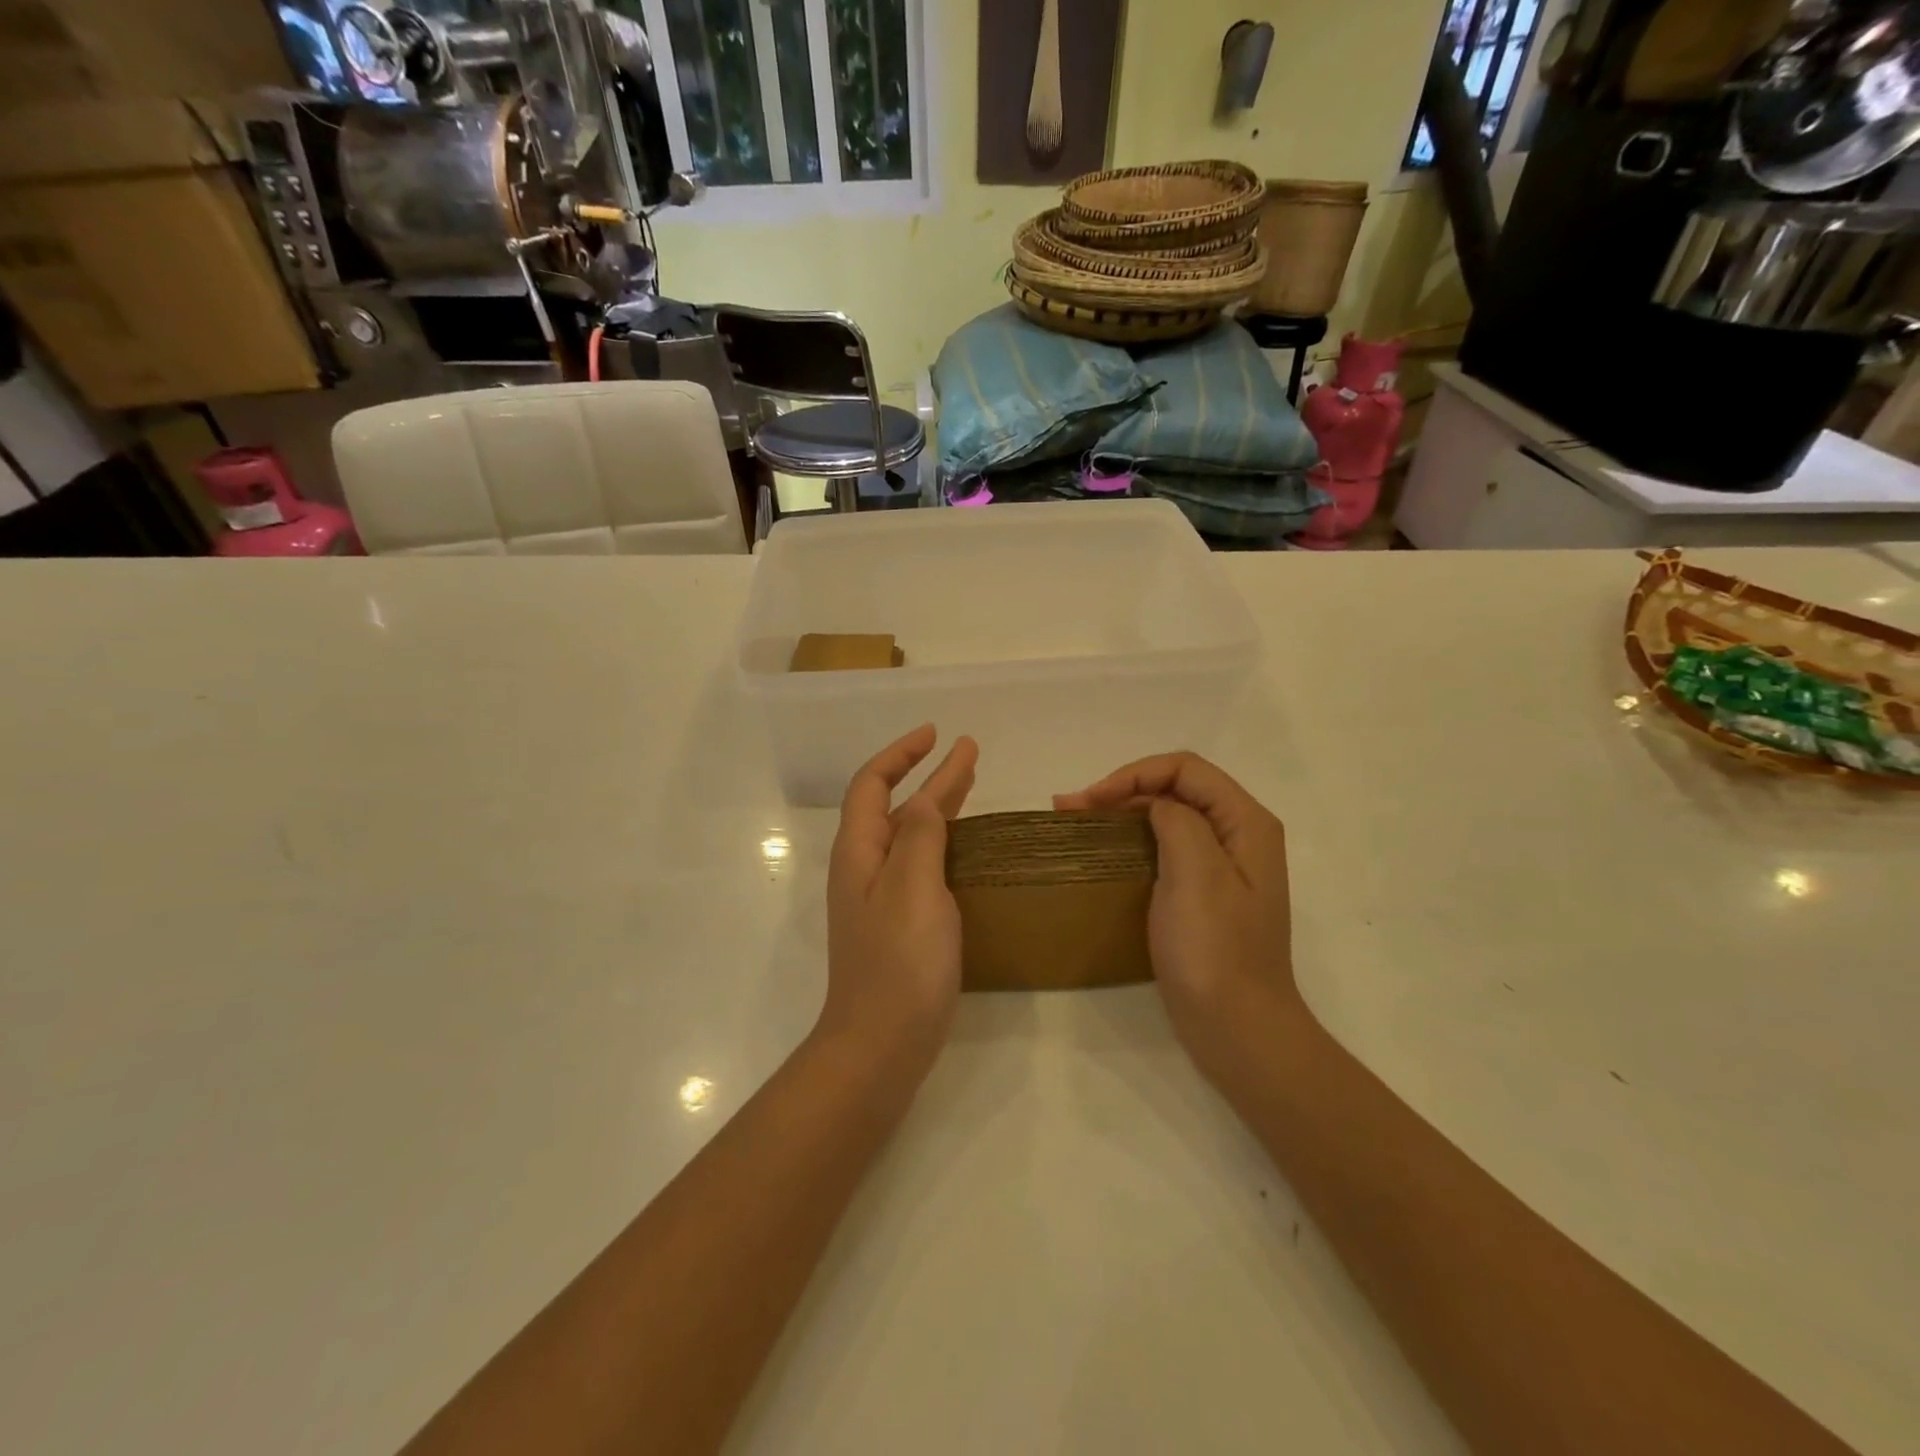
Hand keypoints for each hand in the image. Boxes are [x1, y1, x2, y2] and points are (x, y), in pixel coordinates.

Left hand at [820, 725, 977, 1077]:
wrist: (882, 1044)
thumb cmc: (899, 963)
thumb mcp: (913, 888)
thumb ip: (920, 837)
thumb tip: (924, 800)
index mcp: (860, 852)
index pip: (872, 784)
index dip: (900, 754)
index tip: (936, 734)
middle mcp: (866, 869)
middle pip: (896, 807)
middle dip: (929, 775)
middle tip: (969, 752)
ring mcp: (883, 899)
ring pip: (911, 836)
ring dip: (939, 806)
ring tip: (972, 784)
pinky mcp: (902, 925)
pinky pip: (923, 867)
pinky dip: (944, 844)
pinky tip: (967, 848)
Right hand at [1056, 753, 1295, 1078]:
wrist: (1238, 1030)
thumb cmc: (1215, 951)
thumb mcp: (1197, 873)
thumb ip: (1177, 820)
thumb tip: (1154, 805)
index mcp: (1246, 822)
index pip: (1186, 769)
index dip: (1134, 774)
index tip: (1090, 800)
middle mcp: (1239, 835)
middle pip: (1177, 788)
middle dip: (1122, 789)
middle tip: (1070, 808)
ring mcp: (1222, 866)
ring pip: (1167, 816)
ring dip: (1121, 812)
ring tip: (1075, 821)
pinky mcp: (1203, 893)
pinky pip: (1165, 848)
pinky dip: (1130, 840)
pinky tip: (1102, 851)